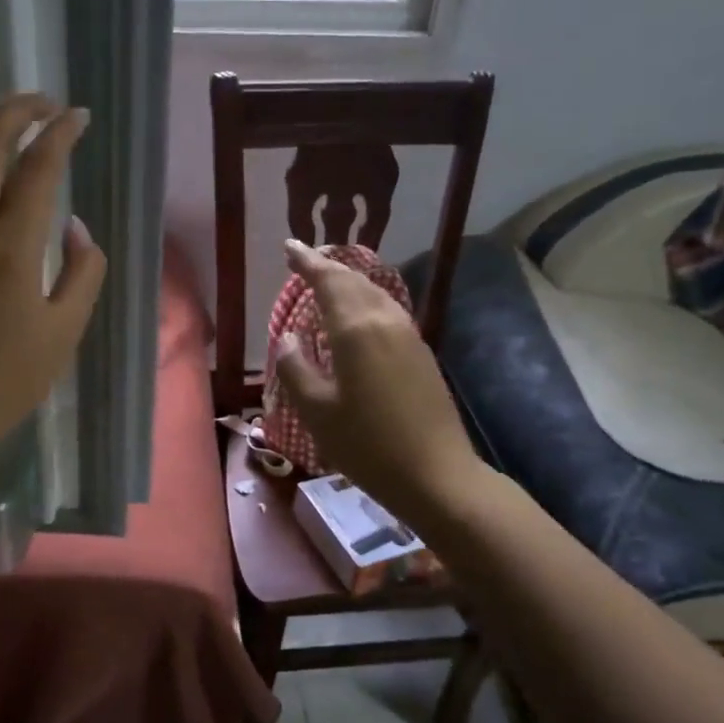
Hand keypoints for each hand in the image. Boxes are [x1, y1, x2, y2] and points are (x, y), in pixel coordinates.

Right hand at [274, 239, 481, 524]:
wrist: (436, 475)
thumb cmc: (367, 445)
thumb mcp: (317, 411)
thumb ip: (296, 368)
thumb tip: (287, 338)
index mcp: (356, 330)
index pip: (328, 281)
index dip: (307, 262)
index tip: (290, 247)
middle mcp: (385, 322)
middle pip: (355, 281)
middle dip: (329, 267)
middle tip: (305, 260)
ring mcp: (409, 337)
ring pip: (376, 294)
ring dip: (350, 282)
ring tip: (328, 281)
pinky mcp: (421, 354)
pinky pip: (388, 312)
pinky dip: (366, 302)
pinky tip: (358, 317)